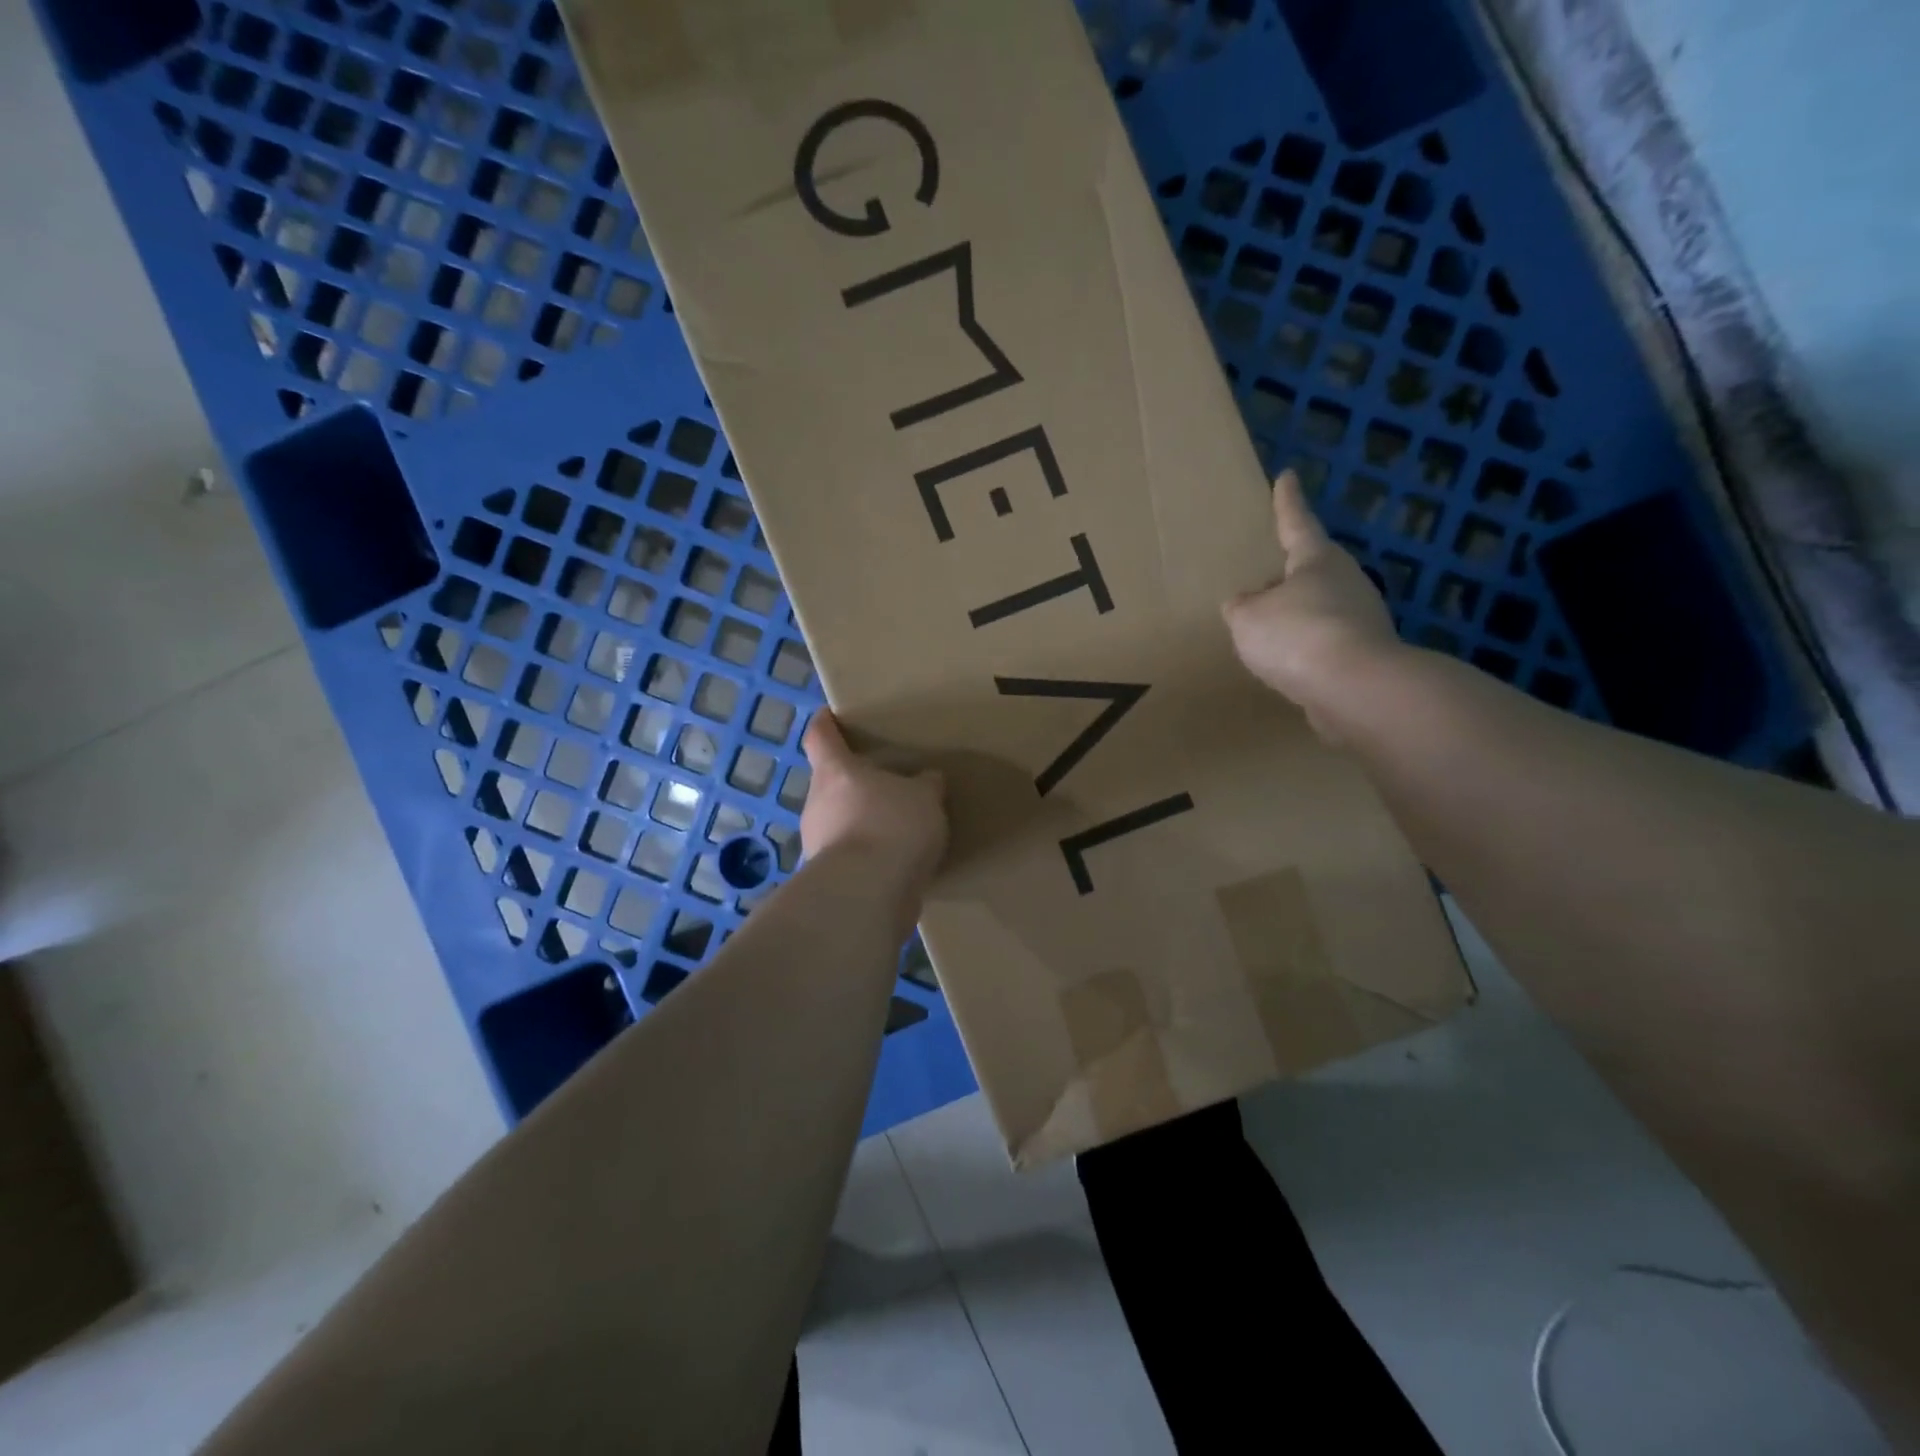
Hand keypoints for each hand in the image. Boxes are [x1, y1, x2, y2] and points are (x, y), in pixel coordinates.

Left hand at [799, 710, 948, 897]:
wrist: (867, 895)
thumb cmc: (891, 825)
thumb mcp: (923, 797)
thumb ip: (924, 786)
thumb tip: (927, 780)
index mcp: (835, 771)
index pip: (820, 736)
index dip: (825, 724)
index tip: (829, 715)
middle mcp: (817, 804)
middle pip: (830, 783)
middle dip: (854, 782)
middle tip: (886, 782)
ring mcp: (818, 844)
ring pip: (839, 822)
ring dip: (862, 822)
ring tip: (898, 827)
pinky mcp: (830, 880)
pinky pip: (852, 857)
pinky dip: (870, 856)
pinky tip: (898, 863)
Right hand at [1222, 470, 1404, 742]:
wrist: (1356, 688)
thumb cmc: (1297, 635)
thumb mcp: (1249, 618)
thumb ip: (1243, 607)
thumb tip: (1245, 603)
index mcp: (1317, 560)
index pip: (1297, 523)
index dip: (1287, 502)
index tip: (1287, 476)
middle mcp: (1346, 582)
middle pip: (1313, 570)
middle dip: (1289, 576)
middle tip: (1263, 582)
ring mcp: (1363, 619)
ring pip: (1321, 609)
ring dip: (1297, 618)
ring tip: (1267, 633)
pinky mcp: (1367, 656)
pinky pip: (1326, 645)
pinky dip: (1307, 651)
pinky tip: (1287, 666)